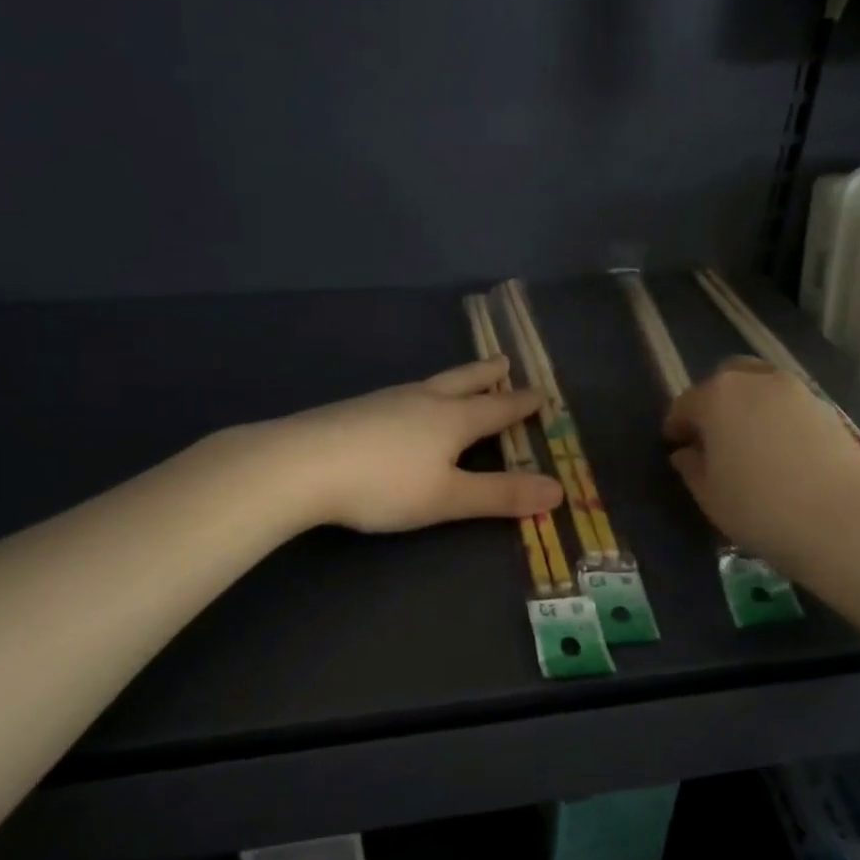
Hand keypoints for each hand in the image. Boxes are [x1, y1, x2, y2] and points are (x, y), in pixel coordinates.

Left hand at [264, 357, 563, 533]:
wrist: (300, 465)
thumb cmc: (384, 484)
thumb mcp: (448, 497)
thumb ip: (501, 495)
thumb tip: (559, 490)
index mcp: (452, 419)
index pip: (497, 409)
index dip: (521, 404)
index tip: (542, 393)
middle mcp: (423, 401)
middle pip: (463, 382)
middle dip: (487, 376)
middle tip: (504, 362)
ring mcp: (386, 401)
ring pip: (430, 385)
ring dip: (454, 381)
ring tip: (460, 381)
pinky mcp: (356, 410)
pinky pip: (402, 396)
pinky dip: (420, 396)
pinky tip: (406, 408)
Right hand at [664, 358, 859, 578]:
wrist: (846, 524)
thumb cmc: (761, 510)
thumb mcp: (709, 496)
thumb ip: (691, 467)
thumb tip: (687, 452)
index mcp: (717, 396)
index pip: (684, 404)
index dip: (676, 428)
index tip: (675, 449)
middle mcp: (756, 381)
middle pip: (725, 382)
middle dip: (713, 405)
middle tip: (712, 440)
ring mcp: (797, 391)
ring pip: (761, 388)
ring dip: (748, 408)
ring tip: (749, 447)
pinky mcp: (828, 409)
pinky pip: (789, 406)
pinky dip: (778, 420)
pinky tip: (781, 454)